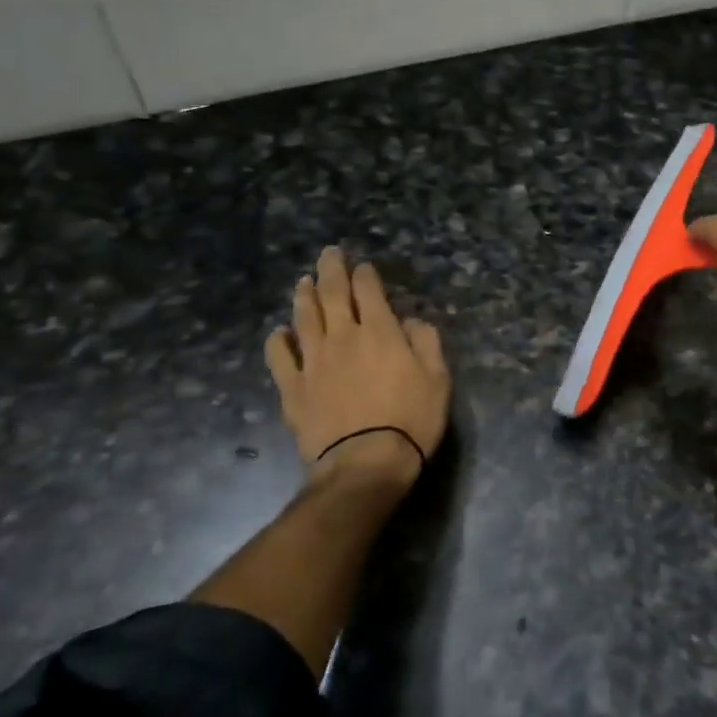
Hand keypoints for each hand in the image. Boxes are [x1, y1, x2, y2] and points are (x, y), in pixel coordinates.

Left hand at [264, 246, 450, 486]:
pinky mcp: (293, 388)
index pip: (369, 291)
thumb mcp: (438, 379)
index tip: (363, 266)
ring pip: (304, 318)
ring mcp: (314, 362)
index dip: (365, 275)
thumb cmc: (411, 420)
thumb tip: (409, 322)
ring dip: (304, 296)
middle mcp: (344, 337)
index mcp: (381, 332)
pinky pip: (280, 357)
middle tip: (328, 254)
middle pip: (332, 294)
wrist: (365, 463)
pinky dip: (278, 341)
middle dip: (331, 270)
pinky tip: (279, 333)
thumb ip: (426, 342)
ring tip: (303, 281)